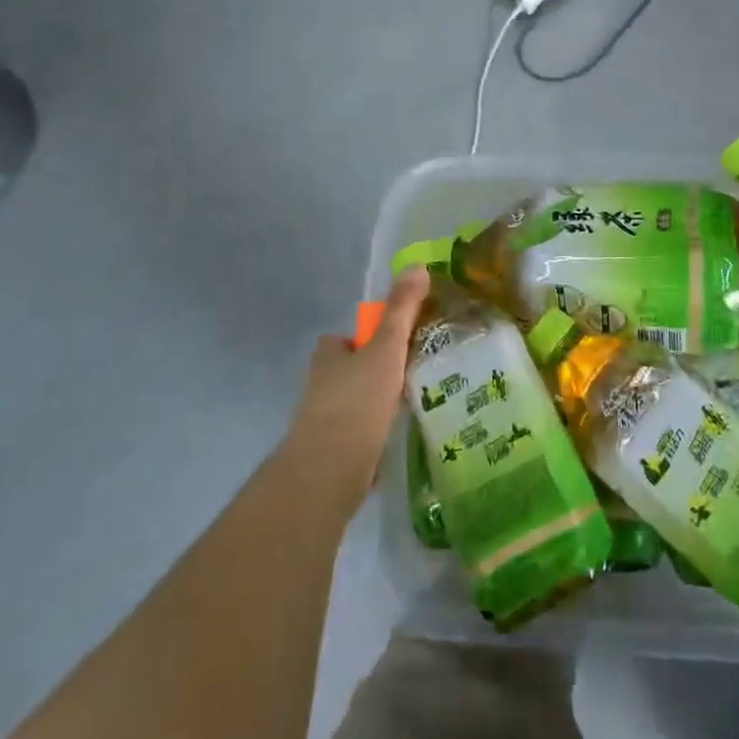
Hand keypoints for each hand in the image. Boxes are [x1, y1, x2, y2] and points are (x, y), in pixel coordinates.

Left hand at [282, 267, 427, 509]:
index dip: (367, 339)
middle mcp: (320, 386)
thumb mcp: (387, 348)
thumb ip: (402, 310)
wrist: (328, 472)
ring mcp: (323, 423)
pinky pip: (357, 436)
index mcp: (328, 356)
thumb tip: (418, 266)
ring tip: (411, 407)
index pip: (344, 339)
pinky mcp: (331, 455)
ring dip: (375, 406)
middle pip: (349, 371)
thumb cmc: (357, 401)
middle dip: (374, 373)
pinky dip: (373, 436)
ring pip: (354, 404)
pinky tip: (395, 440)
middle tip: (411, 375)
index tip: (395, 346)